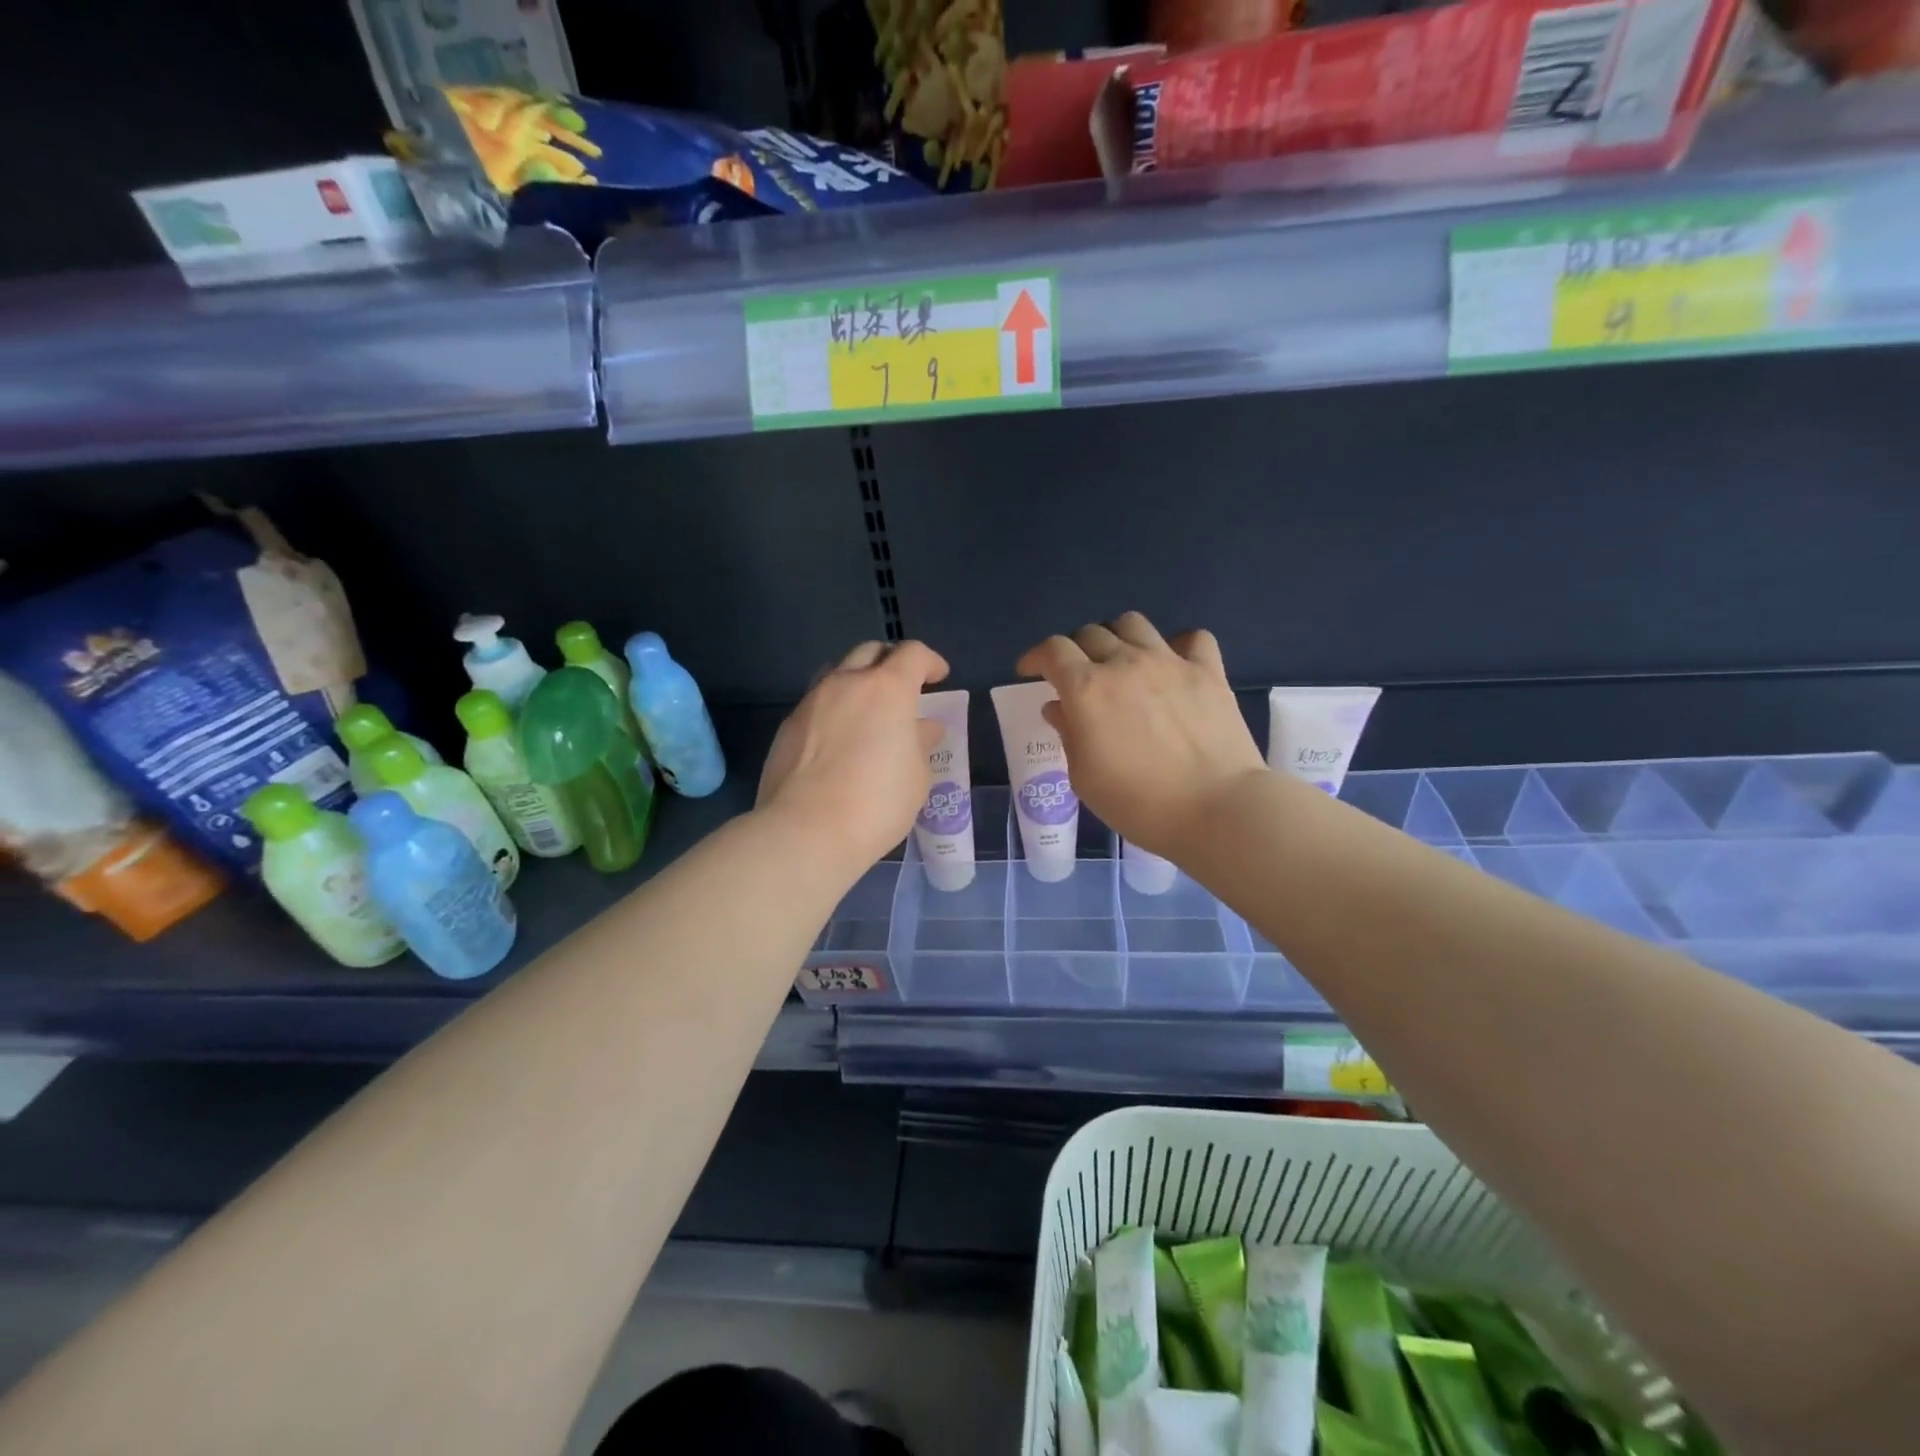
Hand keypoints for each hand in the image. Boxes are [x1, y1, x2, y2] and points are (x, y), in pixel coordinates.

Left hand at [757, 640, 948, 869]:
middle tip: (903, 688)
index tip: (939, 677)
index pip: (912, 654)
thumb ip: (920, 744)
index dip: (930, 661)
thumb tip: (922, 727)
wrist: (806, 831)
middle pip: (870, 652)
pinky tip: (838, 742)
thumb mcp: (916, 777)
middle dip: (891, 662)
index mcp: (887, 689)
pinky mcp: (787, 727)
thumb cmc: (877, 803)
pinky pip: (816, 705)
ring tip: (866, 712)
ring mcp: (811, 702)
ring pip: (837, 673)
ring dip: (857, 682)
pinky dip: (833, 711)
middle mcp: (846, 684)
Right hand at [1016, 612, 1264, 856]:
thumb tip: (1059, 707)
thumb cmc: (1139, 803)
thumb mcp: (1085, 778)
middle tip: (1076, 676)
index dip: (1036, 657)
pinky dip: (1176, 645)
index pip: (1053, 650)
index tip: (1031, 671)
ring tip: (1119, 662)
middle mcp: (1125, 663)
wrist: (1217, 810)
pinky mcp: (1208, 671)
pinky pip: (1191, 638)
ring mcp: (1170, 662)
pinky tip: (1172, 664)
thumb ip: (1068, 734)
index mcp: (1087, 689)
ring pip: (1133, 623)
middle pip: (1090, 633)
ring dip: (1116, 638)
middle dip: (1074, 650)